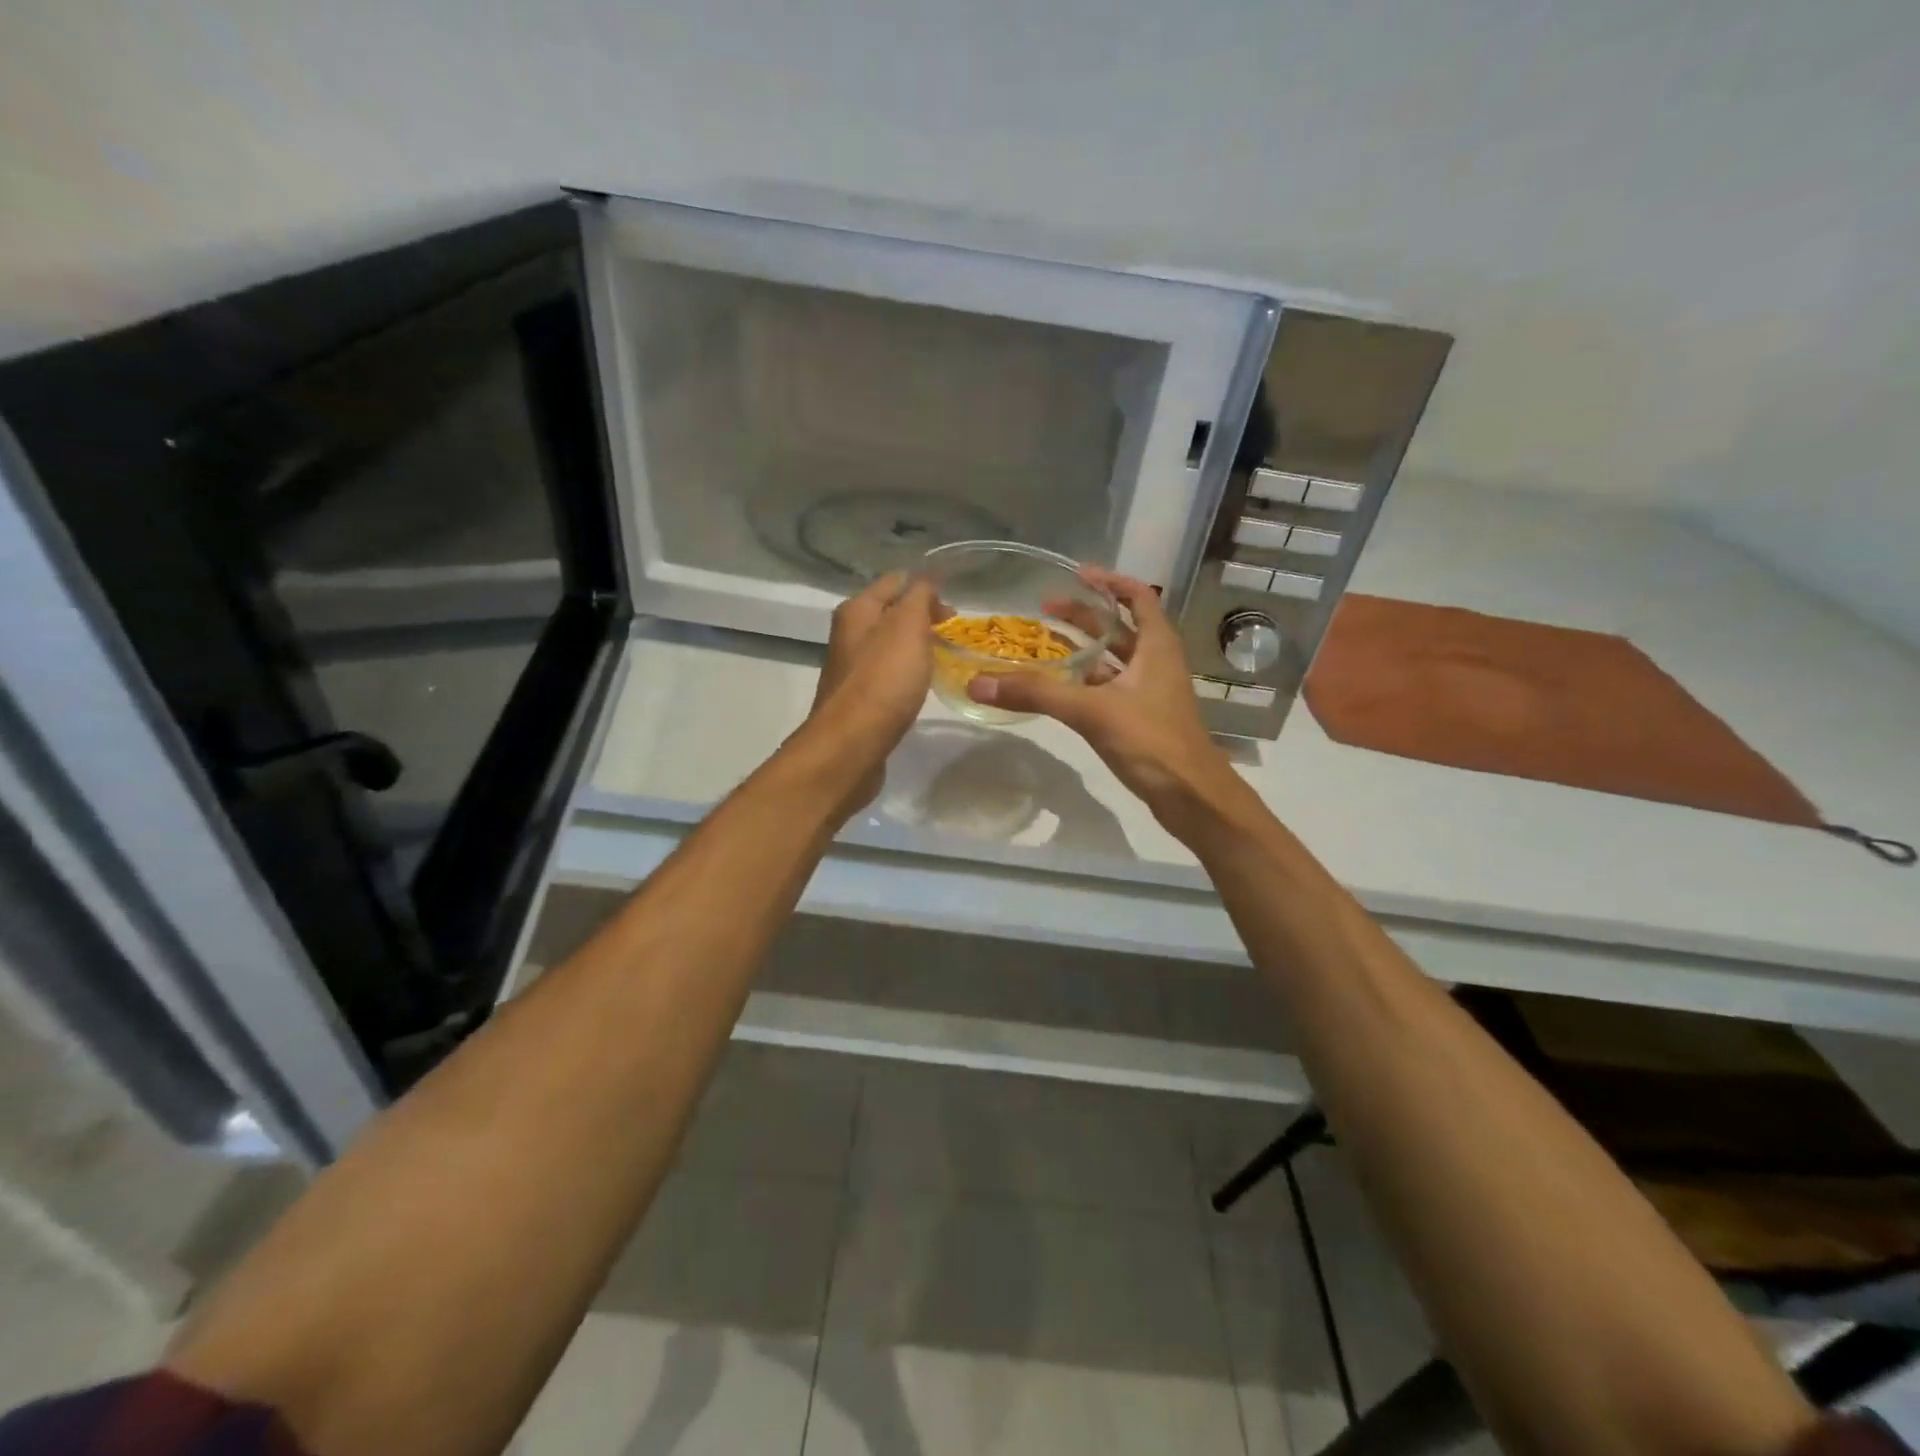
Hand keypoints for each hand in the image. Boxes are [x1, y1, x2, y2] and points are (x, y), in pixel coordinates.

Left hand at [807, 572, 937, 781]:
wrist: (851, 745)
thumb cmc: (883, 680)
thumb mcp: (908, 627)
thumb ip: (919, 597)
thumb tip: (927, 576)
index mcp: (856, 610)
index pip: (894, 582)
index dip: (925, 586)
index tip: (956, 604)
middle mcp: (848, 635)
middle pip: (890, 614)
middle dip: (922, 618)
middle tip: (954, 633)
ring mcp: (851, 669)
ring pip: (889, 646)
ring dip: (915, 647)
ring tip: (944, 657)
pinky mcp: (858, 700)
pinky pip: (887, 675)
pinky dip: (906, 674)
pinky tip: (921, 686)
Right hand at [966, 569, 1239, 820]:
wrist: (1191, 796)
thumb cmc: (1151, 741)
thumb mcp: (1092, 711)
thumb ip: (1037, 694)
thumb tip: (980, 683)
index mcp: (1157, 646)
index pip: (1138, 597)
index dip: (1110, 581)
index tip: (1077, 575)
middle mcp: (1156, 662)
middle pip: (1120, 627)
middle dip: (1085, 615)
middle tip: (1045, 609)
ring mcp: (1150, 692)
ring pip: (1113, 660)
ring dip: (1084, 649)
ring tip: (1045, 643)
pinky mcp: (1141, 719)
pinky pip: (1109, 689)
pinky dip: (1086, 682)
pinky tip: (1059, 688)